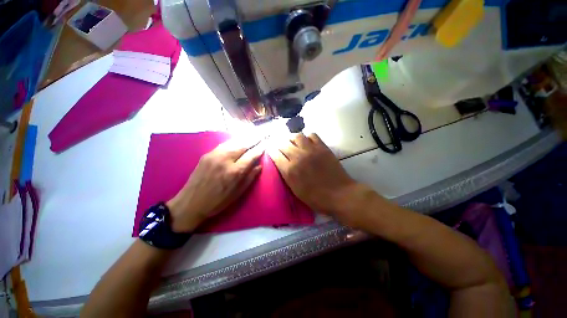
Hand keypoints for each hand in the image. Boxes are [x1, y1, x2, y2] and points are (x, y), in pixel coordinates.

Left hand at [167, 138, 263, 231]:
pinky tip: (237, 140)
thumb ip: (250, 177)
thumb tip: (259, 166)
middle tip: (261, 135)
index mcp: (235, 172)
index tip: (265, 143)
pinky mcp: (206, 155)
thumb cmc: (218, 201)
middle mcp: (225, 160)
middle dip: (253, 139)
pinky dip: (233, 141)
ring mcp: (214, 155)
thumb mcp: (238, 193)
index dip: (260, 149)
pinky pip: (223, 145)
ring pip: (233, 142)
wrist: (190, 203)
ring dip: (244, 138)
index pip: (251, 155)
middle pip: (243, 145)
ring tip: (251, 134)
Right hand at [268, 133, 360, 219]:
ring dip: (292, 138)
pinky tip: (307, 142)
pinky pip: (312, 135)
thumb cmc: (316, 197)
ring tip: (293, 142)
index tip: (271, 150)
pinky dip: (307, 137)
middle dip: (279, 144)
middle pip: (283, 143)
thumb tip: (281, 163)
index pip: (275, 154)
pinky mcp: (322, 147)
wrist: (340, 194)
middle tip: (281, 146)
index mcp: (290, 170)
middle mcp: (298, 157)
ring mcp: (311, 150)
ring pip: (297, 136)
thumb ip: (287, 175)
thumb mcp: (296, 190)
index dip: (271, 151)